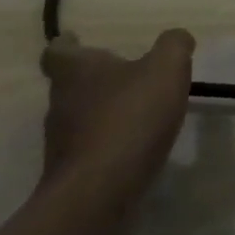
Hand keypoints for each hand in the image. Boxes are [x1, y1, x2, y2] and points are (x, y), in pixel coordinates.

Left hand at [39, 30, 196, 195]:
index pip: (58, 52)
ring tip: (136, 110)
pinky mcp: (71, 176)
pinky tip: (135, 146)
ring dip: (102, 113)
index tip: (75, 39)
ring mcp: (62, 144)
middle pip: (70, 86)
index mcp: (77, 72)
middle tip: (124, 74)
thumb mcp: (166, 67)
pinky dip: (109, 143)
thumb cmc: (130, 117)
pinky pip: (90, 150)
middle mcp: (61, 105)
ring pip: (80, 118)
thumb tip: (176, 39)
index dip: (67, 44)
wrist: (99, 195)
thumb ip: (173, 45)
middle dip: (94, 79)